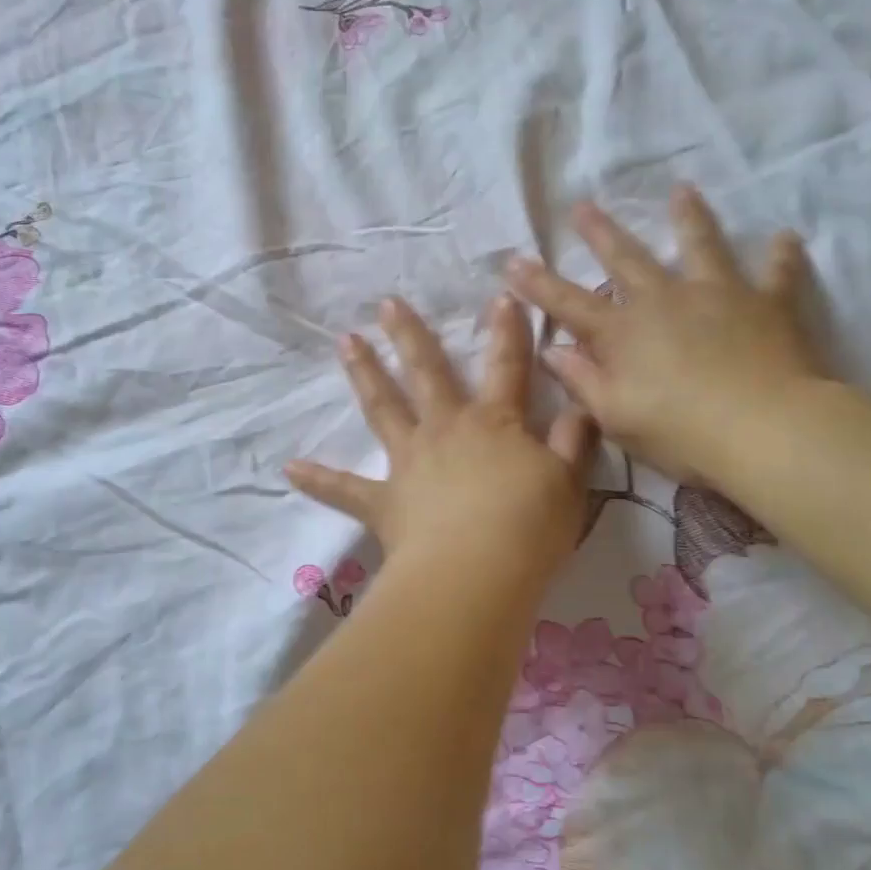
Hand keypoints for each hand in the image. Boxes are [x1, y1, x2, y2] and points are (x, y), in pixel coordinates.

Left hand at [287, 295, 598, 582]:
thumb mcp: (569, 483)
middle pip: (426, 372)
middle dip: (410, 335)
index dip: (507, 332)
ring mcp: (409, 462)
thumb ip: (574, 441)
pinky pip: (345, 489)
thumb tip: (581, 406)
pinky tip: (289, 468)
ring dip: (364, 373)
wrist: (478, 573)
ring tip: (346, 342)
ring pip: (382, 408)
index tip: (501, 295)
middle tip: (386, 303)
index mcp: (493, 423)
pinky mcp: (383, 501)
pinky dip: (318, 479)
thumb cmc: (529, 527)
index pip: (506, 367)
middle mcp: (446, 430)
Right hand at [505, 186, 827, 485]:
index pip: (569, 303)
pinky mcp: (767, 305)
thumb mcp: (616, 416)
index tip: (513, 260)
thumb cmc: (681, 433)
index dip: (538, 284)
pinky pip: (777, 274)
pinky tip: (785, 237)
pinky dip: (781, 256)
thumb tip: (552, 351)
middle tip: (582, 205)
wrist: (766, 430)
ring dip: (689, 218)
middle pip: (626, 259)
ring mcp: (718, 295)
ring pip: (700, 246)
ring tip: (683, 191)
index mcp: (624, 332)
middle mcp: (665, 301)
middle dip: (601, 233)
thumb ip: (582, 381)